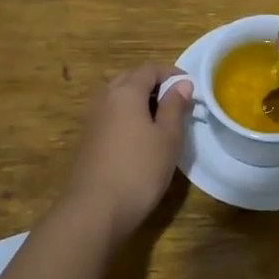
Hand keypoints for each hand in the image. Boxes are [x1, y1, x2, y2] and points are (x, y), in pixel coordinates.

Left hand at [61, 63, 192, 240]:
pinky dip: (127, 115)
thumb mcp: (168, 137)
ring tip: (161, 119)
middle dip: (154, 84)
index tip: (190, 86)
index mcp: (125, 91)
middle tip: (176, 101)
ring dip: (139, 100)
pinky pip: (111, 114)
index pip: (149, 68)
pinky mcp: (88, 139)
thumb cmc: (139, 169)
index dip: (171, 73)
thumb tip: (182, 84)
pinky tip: (140, 137)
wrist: (95, 209)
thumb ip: (175, 107)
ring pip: (118, 97)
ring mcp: (92, 118)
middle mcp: (104, 98)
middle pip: (130, 79)